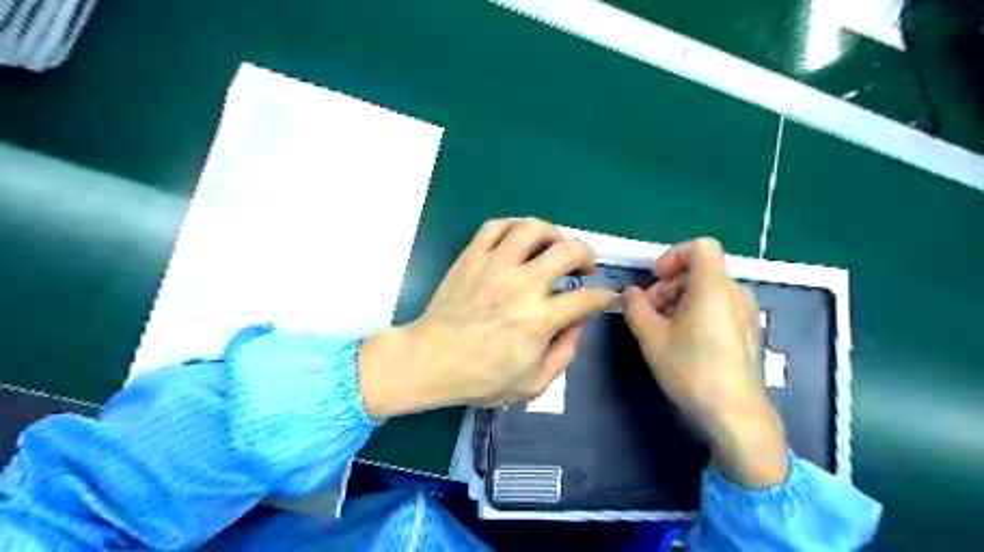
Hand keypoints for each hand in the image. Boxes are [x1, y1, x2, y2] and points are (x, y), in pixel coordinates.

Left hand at [353, 218, 613, 416]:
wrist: (431, 360)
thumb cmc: (481, 377)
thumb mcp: (533, 384)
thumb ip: (565, 354)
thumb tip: (578, 324)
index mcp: (540, 319)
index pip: (587, 298)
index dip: (604, 296)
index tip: (605, 295)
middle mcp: (522, 285)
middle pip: (568, 250)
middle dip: (587, 254)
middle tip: (584, 266)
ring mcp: (495, 266)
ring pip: (533, 228)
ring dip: (552, 234)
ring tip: (553, 247)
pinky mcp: (472, 257)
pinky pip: (496, 226)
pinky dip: (513, 227)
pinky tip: (518, 241)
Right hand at [622, 238, 790, 485]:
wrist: (735, 415)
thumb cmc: (691, 370)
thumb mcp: (651, 337)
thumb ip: (636, 307)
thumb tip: (630, 293)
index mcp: (714, 286)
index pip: (699, 246)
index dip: (673, 256)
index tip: (655, 279)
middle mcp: (736, 293)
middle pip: (699, 271)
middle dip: (669, 285)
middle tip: (648, 313)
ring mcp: (746, 313)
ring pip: (708, 290)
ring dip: (679, 300)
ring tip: (662, 329)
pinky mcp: (748, 332)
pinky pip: (719, 307)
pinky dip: (697, 312)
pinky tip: (683, 341)